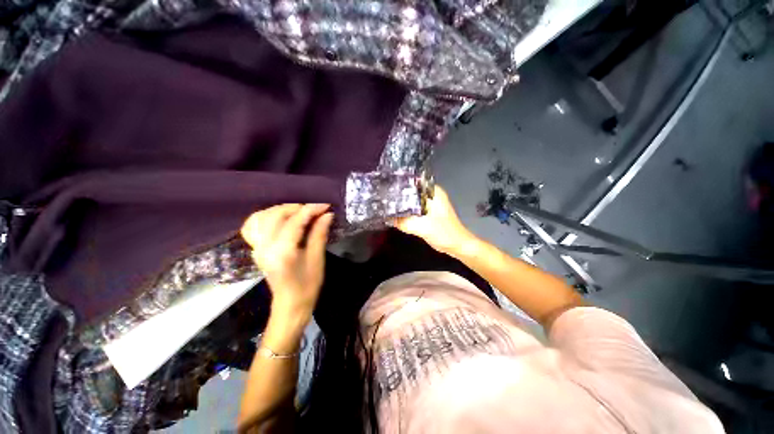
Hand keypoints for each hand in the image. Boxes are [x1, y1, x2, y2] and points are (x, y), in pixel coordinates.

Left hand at [241, 204, 333, 318]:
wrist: (290, 305)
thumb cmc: (308, 285)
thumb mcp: (317, 259)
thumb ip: (319, 234)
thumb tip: (327, 214)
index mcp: (282, 252)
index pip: (295, 221)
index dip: (311, 210)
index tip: (326, 205)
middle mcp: (265, 247)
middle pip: (276, 215)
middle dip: (297, 207)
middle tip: (314, 209)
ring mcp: (257, 248)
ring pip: (263, 217)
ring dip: (282, 210)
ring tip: (300, 212)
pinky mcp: (256, 249)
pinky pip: (254, 225)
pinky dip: (266, 216)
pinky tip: (280, 218)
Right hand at [393, 186, 475, 256]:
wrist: (456, 246)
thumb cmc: (444, 233)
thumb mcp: (422, 227)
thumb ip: (404, 222)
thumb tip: (386, 217)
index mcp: (433, 192)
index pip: (412, 182)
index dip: (399, 183)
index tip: (385, 185)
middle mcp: (431, 194)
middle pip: (410, 190)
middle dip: (397, 195)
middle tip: (382, 196)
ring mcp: (429, 203)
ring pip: (411, 200)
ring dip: (401, 204)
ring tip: (385, 204)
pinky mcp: (427, 212)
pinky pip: (413, 208)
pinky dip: (406, 211)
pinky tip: (395, 213)